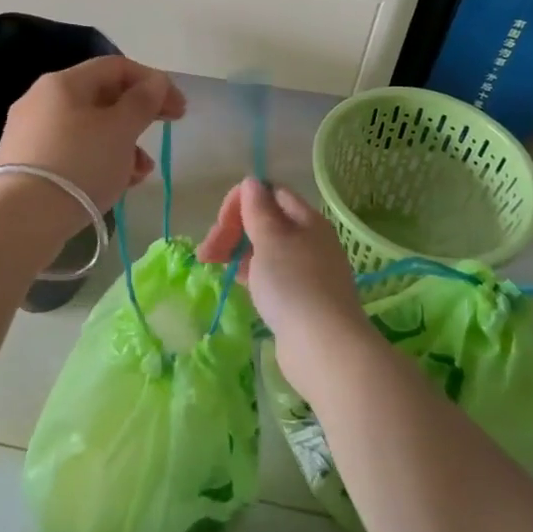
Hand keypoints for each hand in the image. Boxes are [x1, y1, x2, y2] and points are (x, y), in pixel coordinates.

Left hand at [0, 56, 186, 211]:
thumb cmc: (78, 164)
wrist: (20, 219)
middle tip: (166, 130)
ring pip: (88, 128)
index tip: (179, 109)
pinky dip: (98, 161)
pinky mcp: (27, 164)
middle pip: (101, 97)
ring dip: (122, 144)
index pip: (116, 67)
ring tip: (141, 172)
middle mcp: (42, 99)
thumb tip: (156, 82)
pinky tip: (116, 184)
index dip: (153, 82)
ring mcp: (31, 132)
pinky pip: (72, 152)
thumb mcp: (120, 131)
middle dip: (138, 115)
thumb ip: (143, 102)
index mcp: (64, 82)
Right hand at [198, 178, 371, 394]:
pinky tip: (233, 281)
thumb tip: (252, 182)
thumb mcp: (270, 239)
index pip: (271, 193)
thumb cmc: (294, 285)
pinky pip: (269, 274)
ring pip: (264, 249)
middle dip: (233, 229)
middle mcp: (309, 240)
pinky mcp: (299, 299)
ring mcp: (306, 271)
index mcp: (307, 220)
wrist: (324, 349)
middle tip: (207, 252)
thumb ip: (257, 209)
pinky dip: (249, 272)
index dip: (242, 201)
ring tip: (212, 265)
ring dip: (236, 250)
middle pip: (265, 221)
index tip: (220, 223)